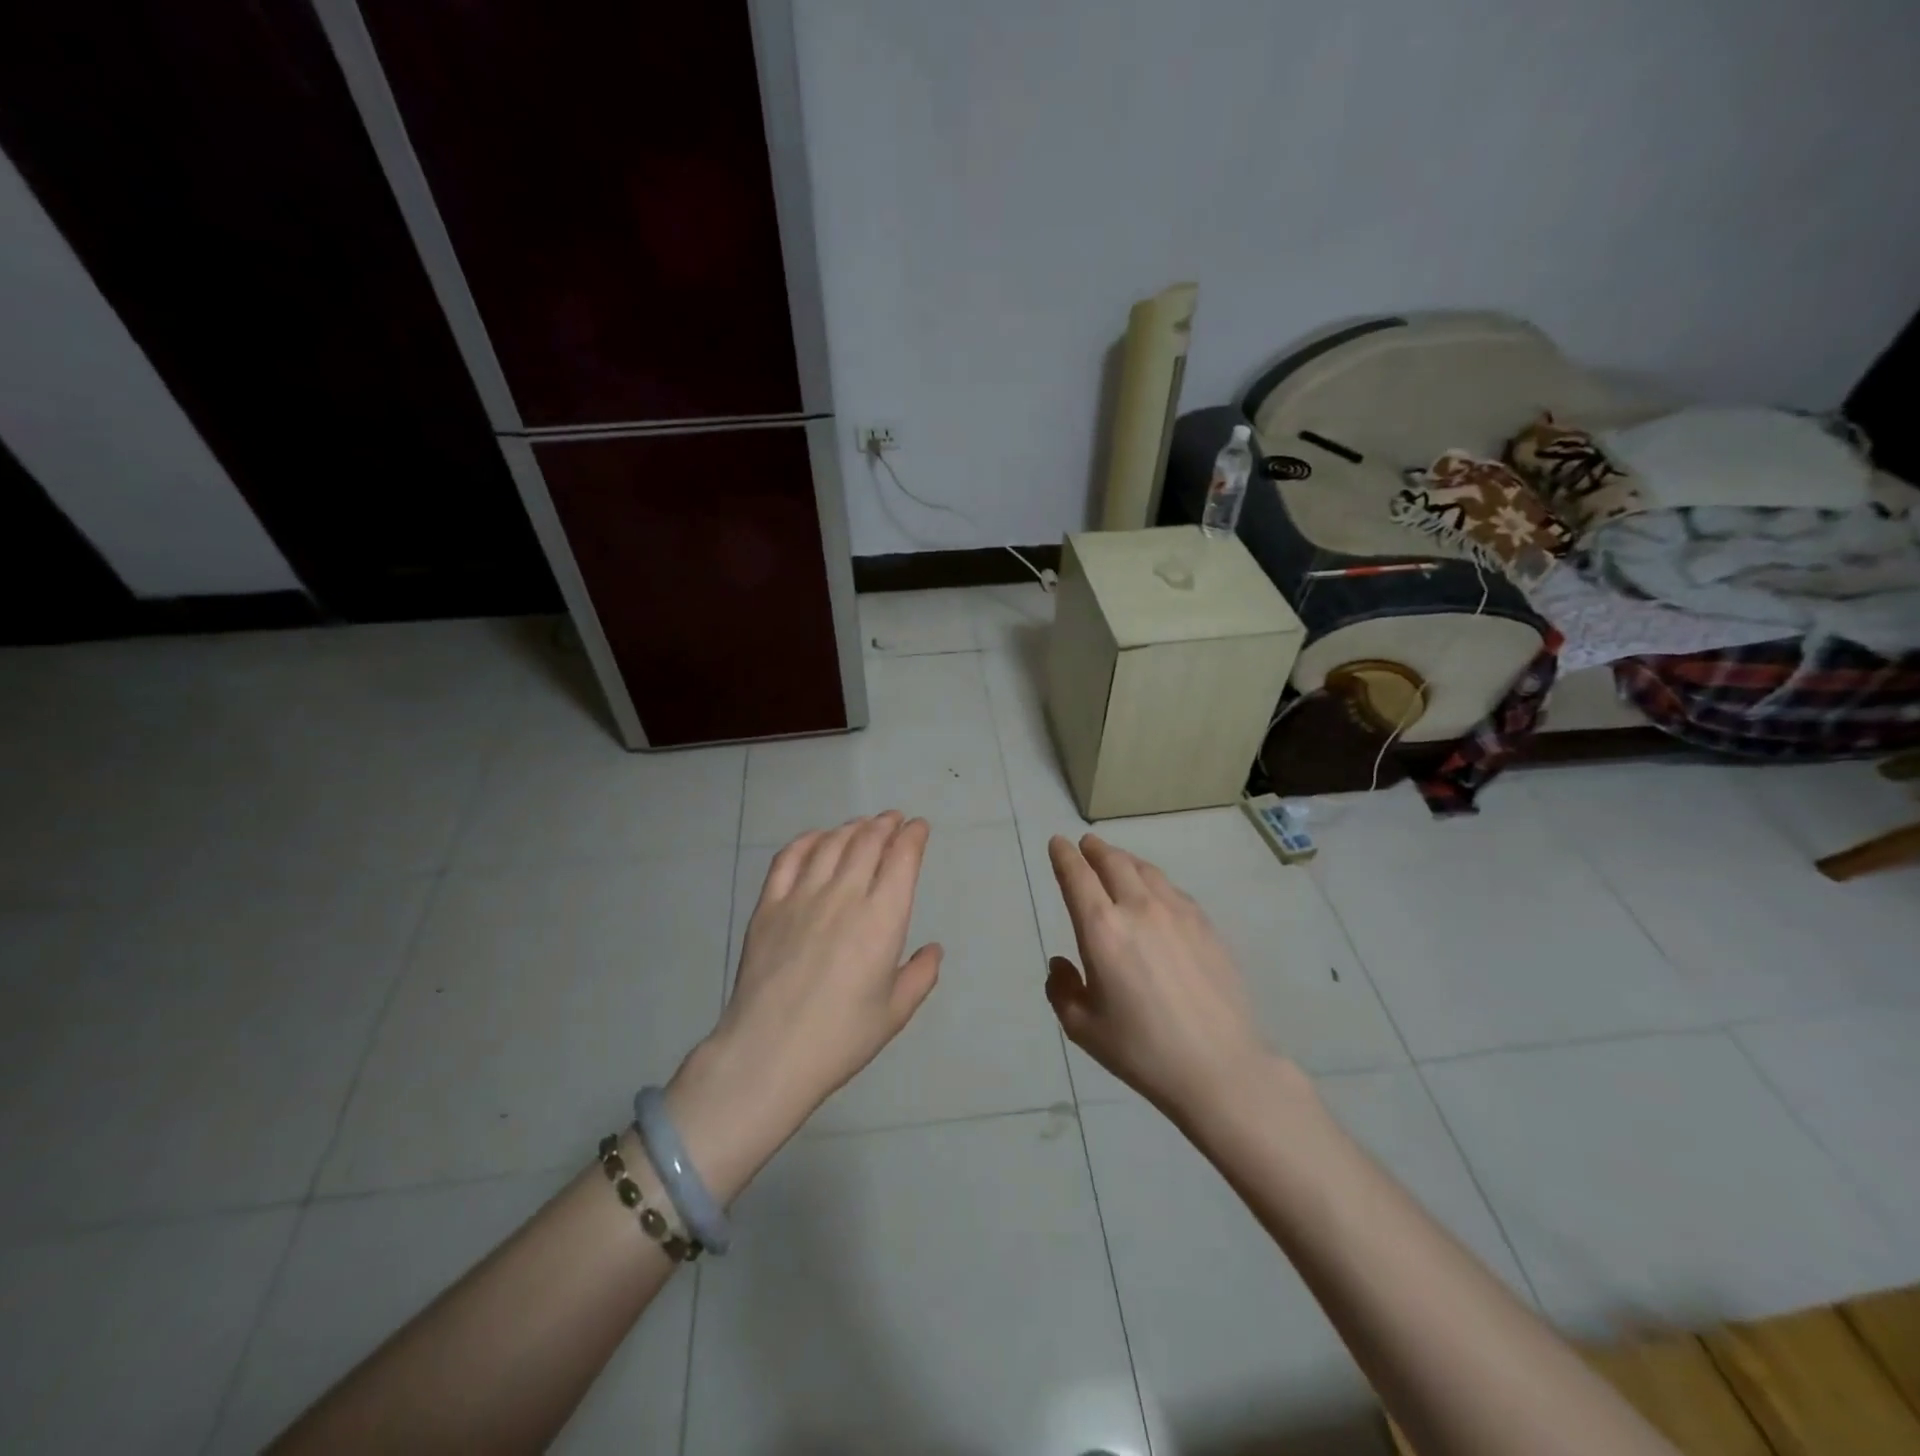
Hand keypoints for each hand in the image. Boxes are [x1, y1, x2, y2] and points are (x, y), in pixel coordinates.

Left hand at [672, 813, 941, 1167]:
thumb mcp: (894, 1013)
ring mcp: (802, 896)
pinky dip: (807, 840)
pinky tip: (816, 839)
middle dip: (885, 824)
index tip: (919, 828)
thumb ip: (920, 976)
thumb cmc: (840, 1038)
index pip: (902, 859)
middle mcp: (845, 895)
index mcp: (882, 919)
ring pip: (831, 844)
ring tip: (861, 825)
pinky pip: (788, 858)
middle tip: (893, 820)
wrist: (769, 1053)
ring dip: (851, 828)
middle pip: (868, 841)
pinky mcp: (769, 906)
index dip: (913, 836)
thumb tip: (933, 950)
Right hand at [1045, 833, 1276, 1123]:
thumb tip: (1061, 963)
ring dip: (1124, 859)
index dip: (1064, 855)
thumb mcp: (1083, 1028)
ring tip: (1116, 860)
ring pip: (1145, 870)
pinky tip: (1154, 892)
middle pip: (1112, 862)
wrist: (1220, 1067)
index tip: (1058, 843)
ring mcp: (1177, 912)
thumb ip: (1062, 989)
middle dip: (1094, 849)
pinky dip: (1153, 880)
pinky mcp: (1205, 924)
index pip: (1077, 876)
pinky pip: (1172, 889)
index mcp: (1101, 929)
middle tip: (1086, 844)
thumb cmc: (1142, 1050)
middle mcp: (1138, 908)